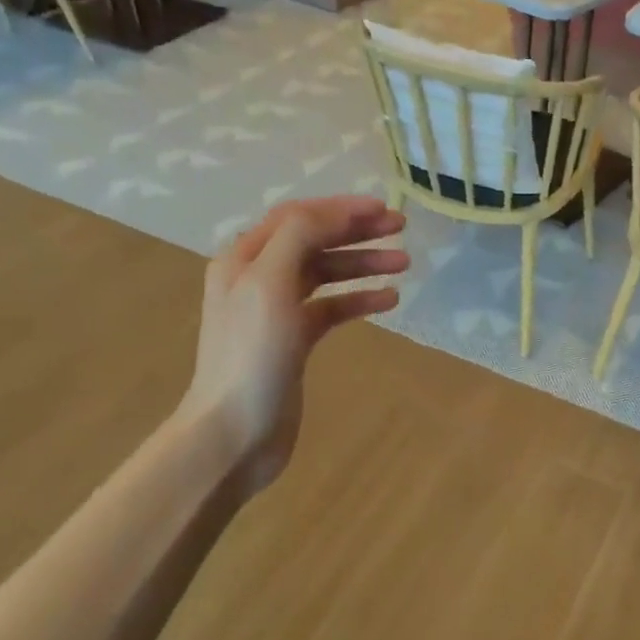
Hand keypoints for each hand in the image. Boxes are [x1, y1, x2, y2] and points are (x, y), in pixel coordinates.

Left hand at [179, 196, 408, 498]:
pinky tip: (388, 301)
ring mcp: (277, 311)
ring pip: (326, 274)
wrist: (235, 431)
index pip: (297, 216)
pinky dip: (359, 301)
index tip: (384, 209)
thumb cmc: (251, 356)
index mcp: (245, 258)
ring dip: (363, 265)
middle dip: (357, 232)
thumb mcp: (270, 285)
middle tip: (401, 229)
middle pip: (314, 241)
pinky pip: (331, 308)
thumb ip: (298, 238)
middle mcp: (258, 277)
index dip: (341, 208)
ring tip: (404, 266)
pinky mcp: (294, 341)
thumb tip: (335, 213)